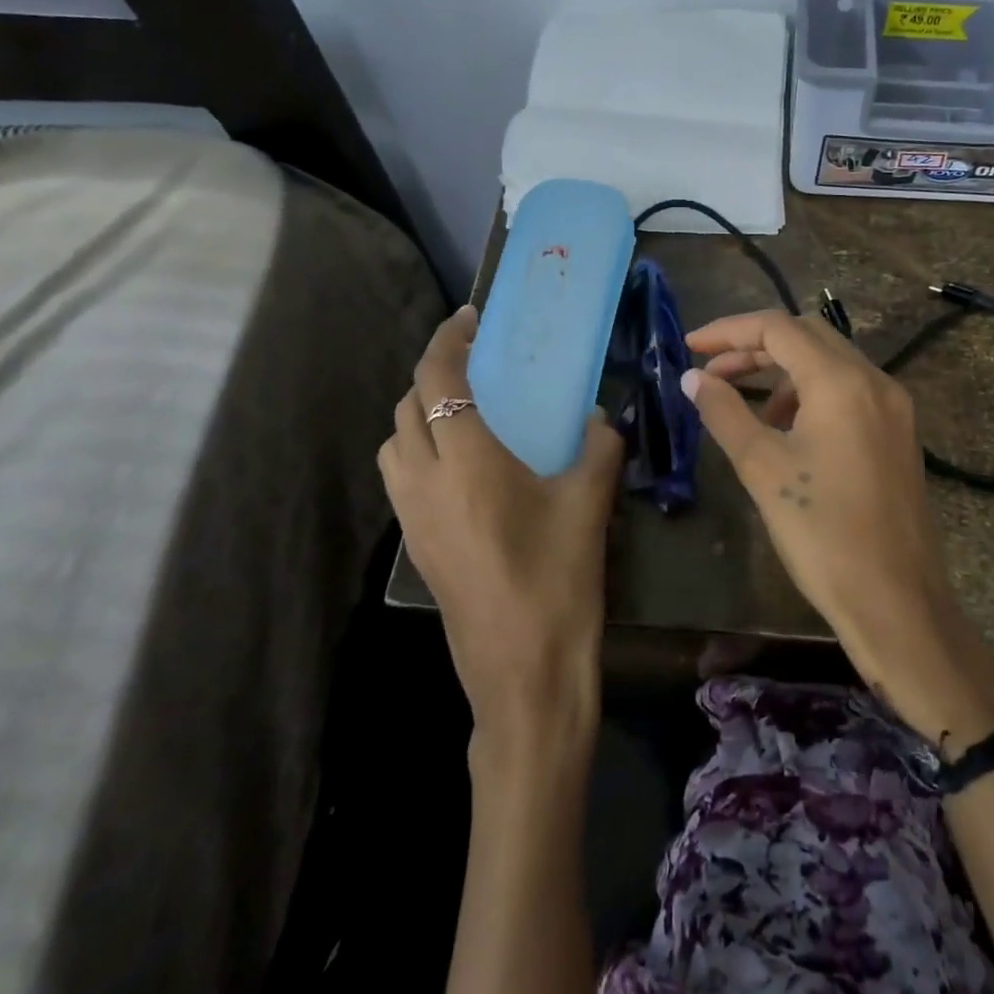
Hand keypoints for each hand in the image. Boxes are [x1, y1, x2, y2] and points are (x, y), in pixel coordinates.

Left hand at [378, 305, 624, 763]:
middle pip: (406, 406)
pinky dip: (420, 451)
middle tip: (476, 364)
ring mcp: (412, 518)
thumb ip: (598, 447)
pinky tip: (465, 468)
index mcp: (466, 462)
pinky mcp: (415, 547)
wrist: (524, 674)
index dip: (449, 340)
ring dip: (419, 414)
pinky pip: (403, 477)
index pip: (438, 380)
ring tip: (465, 412)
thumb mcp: (590, 504)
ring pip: (394, 443)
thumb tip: (598, 416)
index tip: (471, 319)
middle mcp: (425, 481)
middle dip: (434, 373)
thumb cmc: (559, 581)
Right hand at [682, 311, 993, 752]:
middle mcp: (875, 381)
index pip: (778, 328)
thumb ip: (725, 413)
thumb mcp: (763, 468)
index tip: (689, 347)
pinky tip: (788, 429)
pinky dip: (812, 393)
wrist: (897, 601)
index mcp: (842, 382)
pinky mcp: (899, 433)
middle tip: (712, 371)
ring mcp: (894, 407)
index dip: (728, 331)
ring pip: (830, 362)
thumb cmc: (823, 533)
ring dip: (784, 370)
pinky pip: (849, 390)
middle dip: (755, 346)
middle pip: (808, 336)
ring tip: (747, 405)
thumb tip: (692, 378)